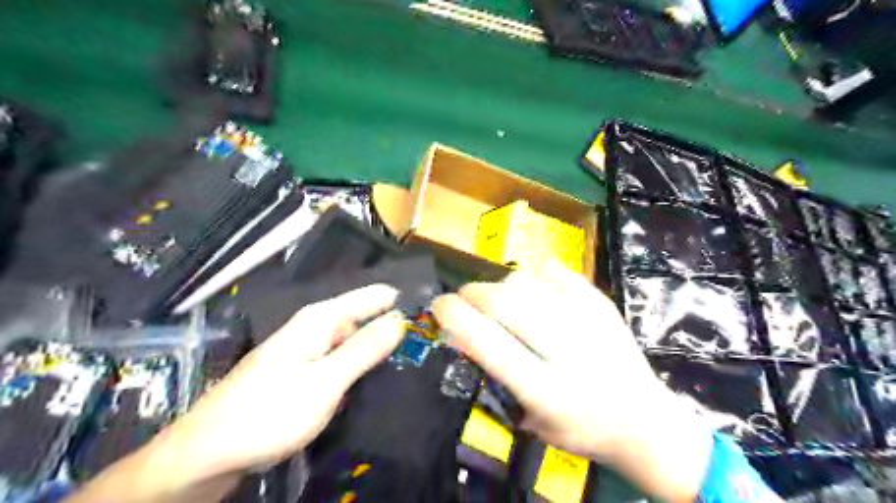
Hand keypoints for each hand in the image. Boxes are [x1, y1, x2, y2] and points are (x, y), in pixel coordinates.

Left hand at [148, 287, 405, 491]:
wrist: (209, 453)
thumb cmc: (270, 412)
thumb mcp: (326, 381)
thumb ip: (365, 348)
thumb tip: (401, 318)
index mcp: (321, 318)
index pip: (373, 295)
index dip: (402, 300)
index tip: (434, 310)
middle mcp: (315, 327)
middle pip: (365, 316)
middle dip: (394, 326)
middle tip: (429, 343)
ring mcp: (308, 349)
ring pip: (354, 340)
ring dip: (379, 348)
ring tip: (413, 358)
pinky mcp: (303, 370)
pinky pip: (342, 359)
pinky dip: (361, 364)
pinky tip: (377, 378)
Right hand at [430, 266, 710, 500]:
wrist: (643, 418)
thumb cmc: (579, 428)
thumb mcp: (529, 419)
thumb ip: (493, 377)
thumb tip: (458, 334)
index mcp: (545, 389)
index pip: (488, 342)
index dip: (455, 317)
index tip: (439, 306)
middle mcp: (566, 349)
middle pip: (503, 301)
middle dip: (472, 293)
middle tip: (465, 300)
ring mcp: (586, 319)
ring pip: (524, 280)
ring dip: (500, 286)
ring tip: (501, 301)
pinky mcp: (600, 301)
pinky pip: (552, 270)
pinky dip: (532, 276)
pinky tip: (534, 293)